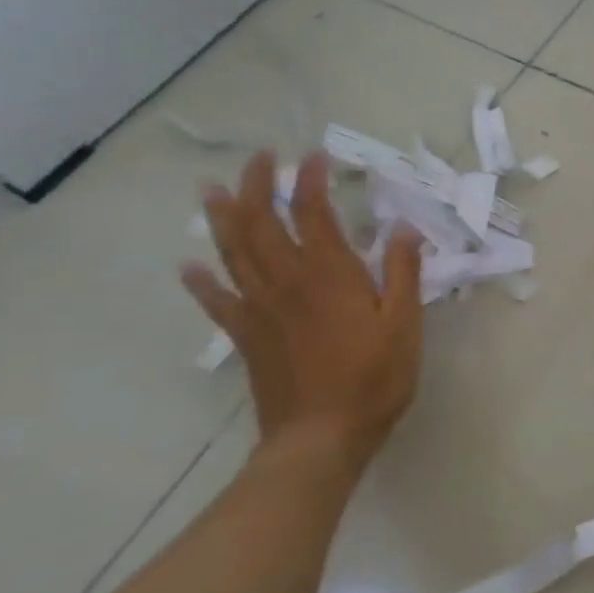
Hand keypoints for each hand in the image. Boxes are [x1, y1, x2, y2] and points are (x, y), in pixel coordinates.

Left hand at [183, 151, 424, 482]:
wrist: (321, 436)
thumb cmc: (374, 378)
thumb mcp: (405, 324)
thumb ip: (403, 273)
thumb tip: (403, 229)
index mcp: (330, 276)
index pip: (313, 215)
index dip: (310, 182)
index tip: (313, 156)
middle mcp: (287, 283)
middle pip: (262, 224)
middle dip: (258, 187)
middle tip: (258, 159)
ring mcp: (260, 310)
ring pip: (234, 253)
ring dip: (223, 218)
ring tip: (213, 190)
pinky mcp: (247, 337)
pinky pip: (218, 302)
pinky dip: (201, 282)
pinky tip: (188, 268)